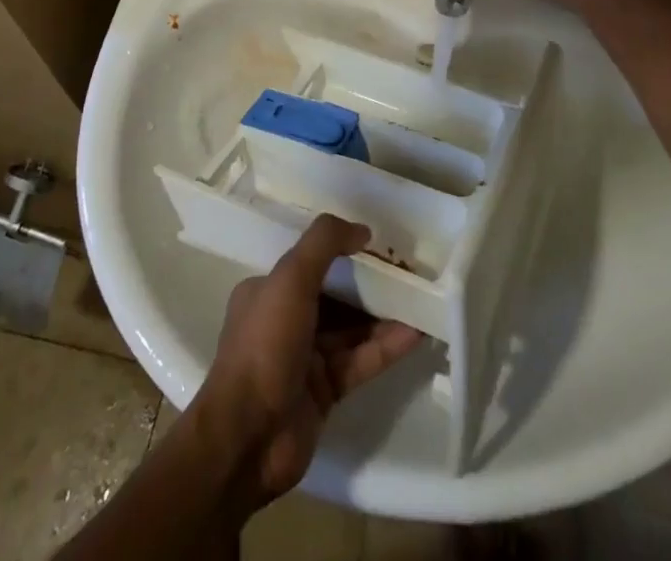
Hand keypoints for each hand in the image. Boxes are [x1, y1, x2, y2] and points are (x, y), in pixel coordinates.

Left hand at [191, 215, 421, 506]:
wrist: (247, 439)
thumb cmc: (265, 345)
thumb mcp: (290, 278)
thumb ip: (324, 244)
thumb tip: (362, 230)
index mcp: (269, 290)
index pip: (313, 262)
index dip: (346, 253)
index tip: (381, 246)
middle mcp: (286, 320)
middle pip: (336, 295)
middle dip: (371, 284)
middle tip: (410, 273)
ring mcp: (306, 358)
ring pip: (352, 329)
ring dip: (385, 315)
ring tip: (423, 300)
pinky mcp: (325, 392)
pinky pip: (361, 361)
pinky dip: (386, 347)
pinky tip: (416, 334)